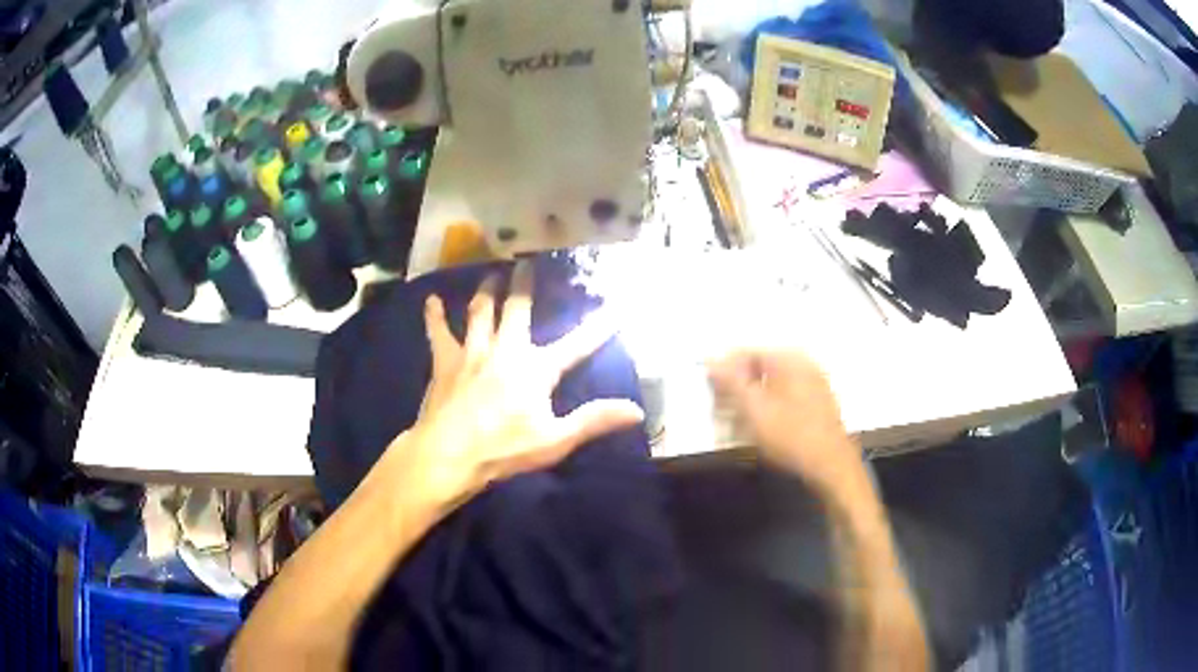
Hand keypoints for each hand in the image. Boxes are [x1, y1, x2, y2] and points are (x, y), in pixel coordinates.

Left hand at [385, 260, 644, 509]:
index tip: (617, 308)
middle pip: (517, 309)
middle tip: (527, 263)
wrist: (448, 454)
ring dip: (487, 291)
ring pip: (480, 312)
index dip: (598, 328)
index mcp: (535, 369)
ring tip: (491, 274)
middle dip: (525, 284)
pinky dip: (435, 316)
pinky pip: (439, 333)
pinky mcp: (444, 362)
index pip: (576, 345)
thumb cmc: (503, 449)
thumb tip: (636, 410)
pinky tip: (431, 301)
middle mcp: (505, 350)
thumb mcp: (555, 440)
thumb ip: (594, 420)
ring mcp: (472, 352)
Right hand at [708, 348, 862, 490]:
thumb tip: (710, 360)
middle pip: (758, 369)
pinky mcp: (817, 403)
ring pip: (770, 386)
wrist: (831, 466)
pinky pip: (784, 398)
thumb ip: (730, 383)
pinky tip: (761, 431)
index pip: (745, 353)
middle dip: (736, 391)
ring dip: (750, 404)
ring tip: (738, 429)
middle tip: (721, 417)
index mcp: (789, 359)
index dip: (724, 373)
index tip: (711, 397)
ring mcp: (813, 383)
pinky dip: (768, 410)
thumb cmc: (792, 437)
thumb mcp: (754, 410)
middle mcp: (803, 364)